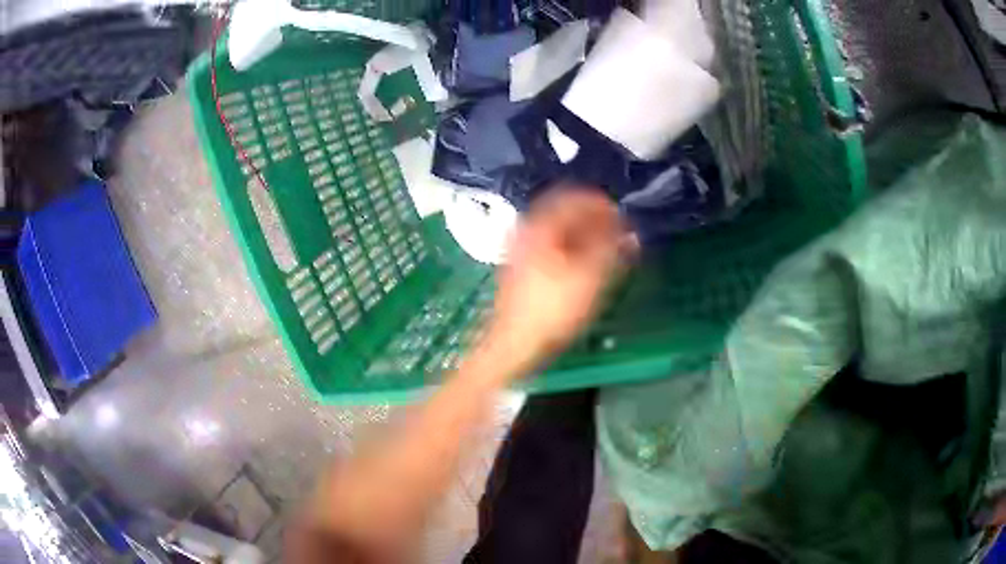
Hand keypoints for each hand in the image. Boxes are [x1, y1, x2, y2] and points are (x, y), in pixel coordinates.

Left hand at [486, 186, 631, 373]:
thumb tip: (629, 231)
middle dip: (595, 219)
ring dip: (584, 235)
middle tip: (618, 234)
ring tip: (607, 250)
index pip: (575, 198)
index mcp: (541, 225)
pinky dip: (571, 248)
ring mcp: (520, 249)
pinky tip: (585, 265)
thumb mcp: (591, 277)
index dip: (602, 205)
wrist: (514, 343)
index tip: (623, 218)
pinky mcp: (521, 268)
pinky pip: (550, 246)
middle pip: (564, 212)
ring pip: (558, 230)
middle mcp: (526, 229)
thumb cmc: (554, 309)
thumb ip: (612, 248)